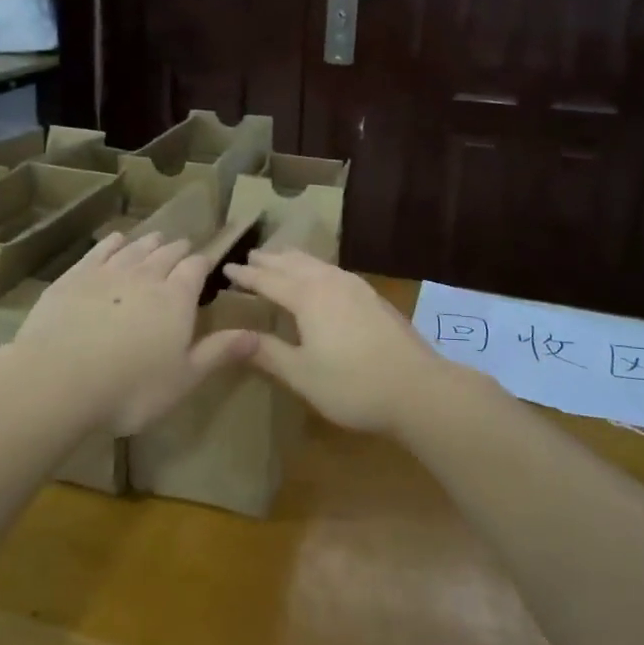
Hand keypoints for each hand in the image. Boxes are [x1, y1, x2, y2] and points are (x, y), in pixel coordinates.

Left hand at [4, 231, 257, 435]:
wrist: (59, 379)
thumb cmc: (131, 388)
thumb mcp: (184, 378)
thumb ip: (219, 353)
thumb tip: (257, 336)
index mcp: (176, 298)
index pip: (195, 269)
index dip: (202, 263)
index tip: (206, 261)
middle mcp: (146, 276)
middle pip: (166, 254)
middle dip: (177, 250)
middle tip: (183, 247)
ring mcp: (108, 272)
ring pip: (135, 248)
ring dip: (148, 242)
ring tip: (156, 238)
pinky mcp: (75, 276)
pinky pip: (100, 250)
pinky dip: (112, 242)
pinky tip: (115, 240)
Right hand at [224, 250, 483, 435]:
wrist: (418, 388)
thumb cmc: (352, 385)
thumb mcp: (302, 374)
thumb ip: (268, 353)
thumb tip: (233, 337)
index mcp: (308, 297)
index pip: (268, 280)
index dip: (246, 276)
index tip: (226, 269)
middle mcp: (330, 282)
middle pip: (293, 264)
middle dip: (269, 260)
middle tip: (250, 256)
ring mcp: (355, 287)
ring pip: (317, 264)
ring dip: (294, 260)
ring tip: (280, 259)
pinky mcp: (372, 297)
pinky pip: (333, 271)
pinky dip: (315, 268)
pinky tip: (321, 278)